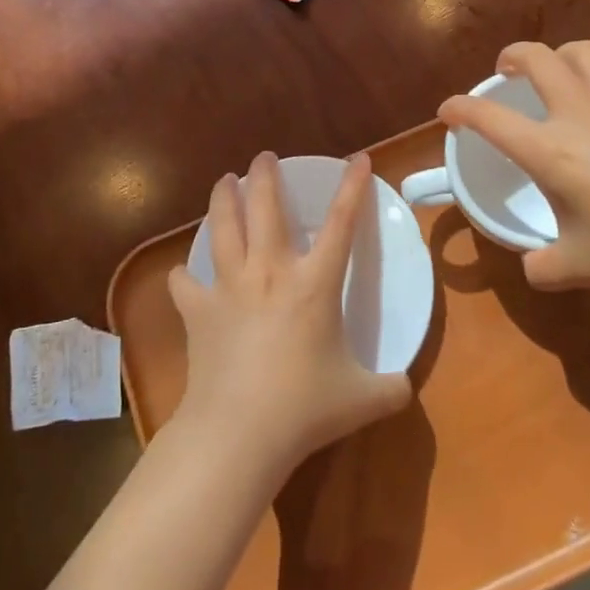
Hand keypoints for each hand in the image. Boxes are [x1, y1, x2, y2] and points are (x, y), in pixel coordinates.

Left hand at [168, 153, 411, 479]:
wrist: (239, 432)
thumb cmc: (304, 408)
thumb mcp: (362, 399)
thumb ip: (391, 388)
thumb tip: (406, 389)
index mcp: (314, 283)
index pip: (341, 223)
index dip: (352, 187)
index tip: (358, 158)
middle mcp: (270, 272)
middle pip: (265, 207)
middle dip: (265, 175)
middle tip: (264, 157)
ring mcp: (230, 288)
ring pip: (223, 228)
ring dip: (222, 199)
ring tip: (223, 181)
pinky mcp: (198, 312)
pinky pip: (186, 284)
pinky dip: (184, 275)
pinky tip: (183, 273)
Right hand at [438, 41, 589, 300]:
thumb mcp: (577, 268)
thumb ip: (542, 265)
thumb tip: (532, 265)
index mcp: (550, 150)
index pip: (488, 117)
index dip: (460, 108)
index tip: (447, 110)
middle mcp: (581, 115)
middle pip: (538, 57)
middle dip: (512, 55)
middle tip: (506, 70)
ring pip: (585, 54)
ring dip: (561, 57)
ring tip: (558, 74)